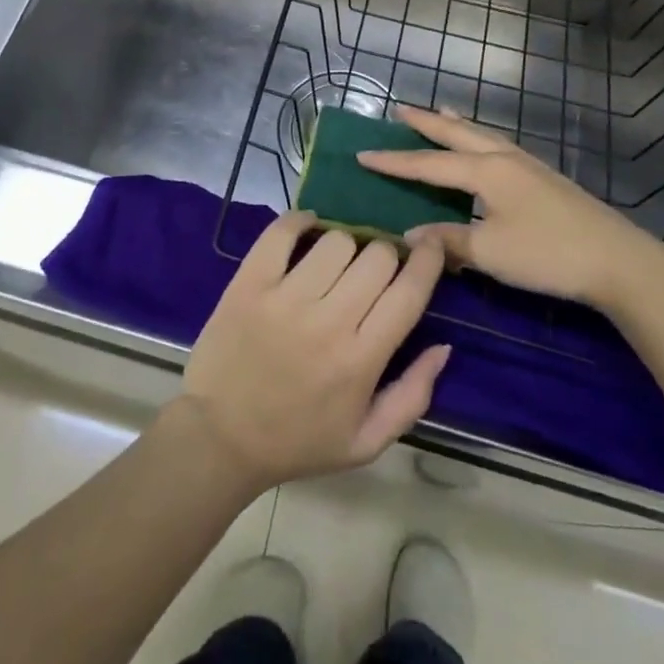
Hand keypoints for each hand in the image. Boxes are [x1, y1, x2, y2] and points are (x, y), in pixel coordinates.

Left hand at [178, 212, 449, 490]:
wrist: (220, 439)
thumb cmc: (297, 442)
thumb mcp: (366, 441)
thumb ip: (413, 395)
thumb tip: (444, 346)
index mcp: (361, 360)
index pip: (409, 293)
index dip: (428, 260)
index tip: (432, 246)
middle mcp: (328, 322)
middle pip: (376, 257)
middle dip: (384, 256)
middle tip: (372, 271)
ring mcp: (285, 298)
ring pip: (335, 240)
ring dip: (344, 245)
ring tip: (335, 262)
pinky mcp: (249, 283)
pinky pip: (281, 232)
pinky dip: (299, 221)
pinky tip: (306, 228)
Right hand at [358, 106, 663, 314]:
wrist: (619, 261)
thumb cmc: (548, 254)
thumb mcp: (490, 252)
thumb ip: (448, 240)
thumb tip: (409, 233)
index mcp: (486, 171)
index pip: (428, 163)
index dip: (394, 161)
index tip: (362, 154)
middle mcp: (504, 158)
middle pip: (457, 134)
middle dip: (426, 123)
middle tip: (400, 108)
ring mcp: (528, 166)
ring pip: (483, 136)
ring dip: (457, 126)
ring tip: (441, 113)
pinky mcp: (545, 178)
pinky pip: (499, 146)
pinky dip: (480, 139)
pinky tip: (486, 149)